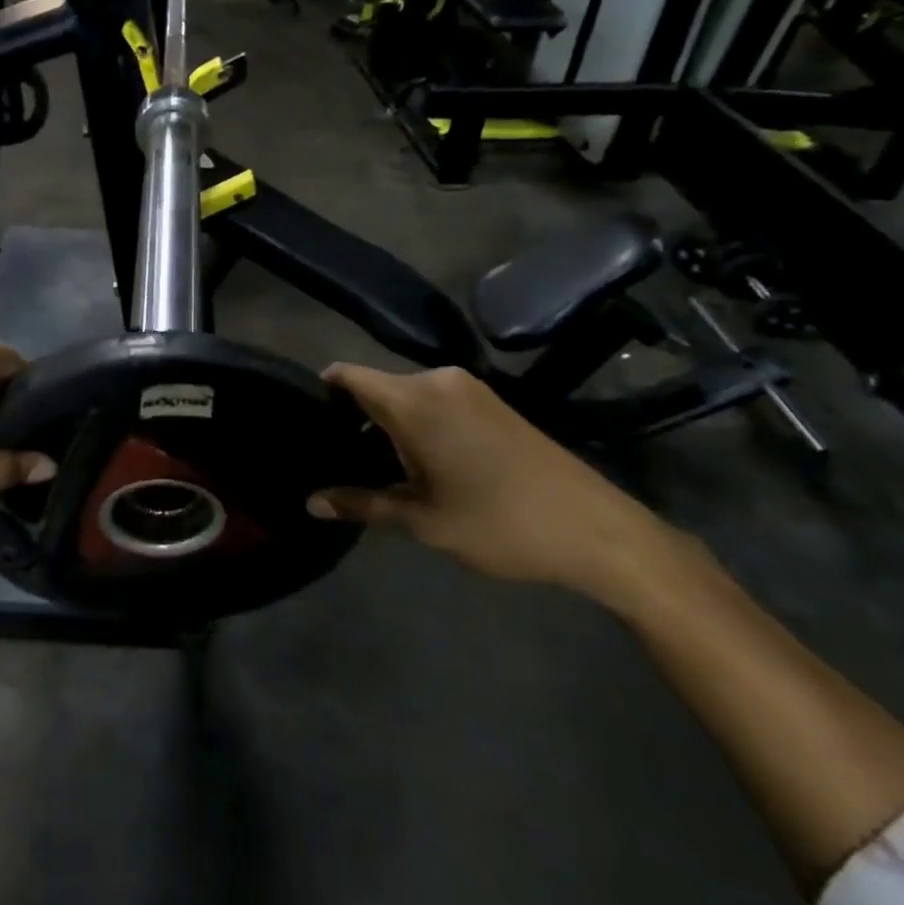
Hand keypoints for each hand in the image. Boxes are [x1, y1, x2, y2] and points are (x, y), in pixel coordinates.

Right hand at [307, 364, 674, 599]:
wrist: (596, 529)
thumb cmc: (499, 523)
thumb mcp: (423, 520)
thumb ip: (361, 504)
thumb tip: (309, 503)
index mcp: (413, 399)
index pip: (347, 376)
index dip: (321, 395)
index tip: (307, 426)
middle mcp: (437, 379)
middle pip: (375, 386)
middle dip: (354, 418)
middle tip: (338, 460)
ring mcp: (468, 386)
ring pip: (405, 394)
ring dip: (387, 423)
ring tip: (375, 465)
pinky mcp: (490, 399)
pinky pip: (434, 399)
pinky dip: (417, 422)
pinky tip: (420, 460)